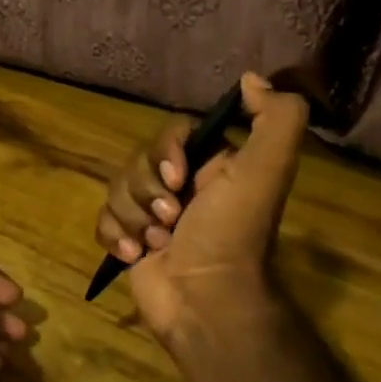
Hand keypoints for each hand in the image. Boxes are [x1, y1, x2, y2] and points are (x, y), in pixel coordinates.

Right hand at [96, 73, 308, 342]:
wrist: (206, 303)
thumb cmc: (232, 234)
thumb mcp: (267, 170)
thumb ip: (277, 118)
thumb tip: (251, 78)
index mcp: (212, 166)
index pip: (171, 133)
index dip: (166, 151)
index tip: (178, 178)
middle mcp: (182, 187)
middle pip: (138, 161)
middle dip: (147, 191)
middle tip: (171, 220)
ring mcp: (153, 216)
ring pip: (117, 190)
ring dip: (134, 218)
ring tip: (157, 244)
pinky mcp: (130, 241)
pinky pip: (103, 220)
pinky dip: (115, 236)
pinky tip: (135, 255)